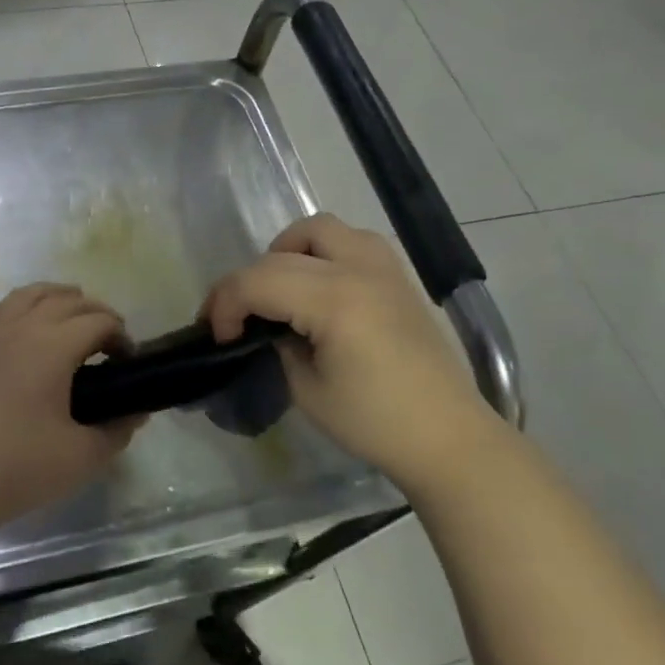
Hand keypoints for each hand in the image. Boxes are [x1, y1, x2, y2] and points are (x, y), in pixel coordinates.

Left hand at [0, 283, 141, 527]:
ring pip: (23, 296)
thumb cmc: (21, 467)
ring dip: (52, 295)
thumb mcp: (84, 456)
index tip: (128, 361)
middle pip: (65, 301)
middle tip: (108, 339)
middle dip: (94, 312)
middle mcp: (20, 329)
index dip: (120, 335)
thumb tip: (136, 414)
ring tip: (68, 307)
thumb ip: (117, 430)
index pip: (98, 321)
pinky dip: (0, 311)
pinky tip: (8, 323)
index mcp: (53, 346)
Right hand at [203, 214, 503, 488]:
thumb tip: (268, 327)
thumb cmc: (375, 422)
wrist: (447, 435)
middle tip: (237, 320)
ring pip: (319, 229)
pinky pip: (351, 240)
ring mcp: (383, 266)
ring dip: (286, 252)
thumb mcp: (307, 390)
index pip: (257, 281)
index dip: (225, 305)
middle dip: (246, 283)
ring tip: (279, 290)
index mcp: (334, 301)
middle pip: (279, 254)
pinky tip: (319, 287)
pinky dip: (322, 251)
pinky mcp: (398, 275)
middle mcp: (358, 269)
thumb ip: (279, 345)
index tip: (217, 335)